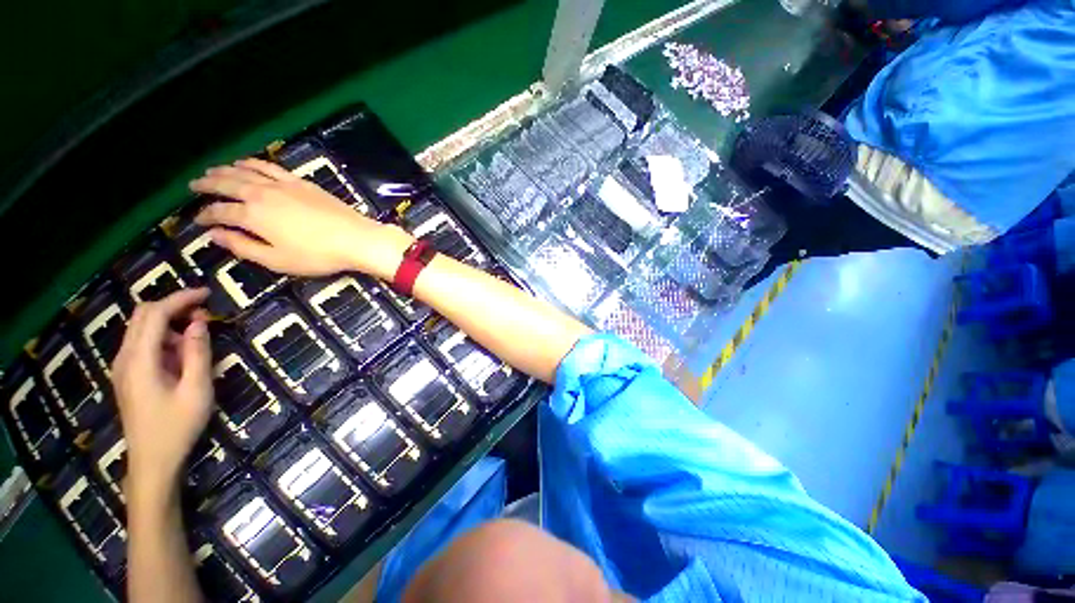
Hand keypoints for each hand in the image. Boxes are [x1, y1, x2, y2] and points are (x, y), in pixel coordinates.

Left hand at [111, 288, 213, 503]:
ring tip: (198, 338)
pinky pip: (143, 344)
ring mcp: (123, 367)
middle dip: (173, 306)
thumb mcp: (196, 390)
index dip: (181, 299)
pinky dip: (163, 338)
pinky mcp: (128, 375)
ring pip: (141, 329)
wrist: (153, 461)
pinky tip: (182, 354)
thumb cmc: (177, 426)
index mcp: (140, 361)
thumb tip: (199, 322)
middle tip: (204, 311)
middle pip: (142, 316)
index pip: (155, 315)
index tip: (208, 294)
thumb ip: (198, 353)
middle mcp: (125, 358)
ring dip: (169, 324)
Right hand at [190, 158, 414, 279]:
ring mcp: (283, 184)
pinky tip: (247, 162)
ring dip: (226, 169)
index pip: (220, 212)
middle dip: (207, 184)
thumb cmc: (317, 255)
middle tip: (193, 185)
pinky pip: (271, 166)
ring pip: (246, 170)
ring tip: (213, 170)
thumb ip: (243, 247)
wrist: (356, 239)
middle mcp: (262, 193)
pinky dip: (254, 162)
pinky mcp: (301, 182)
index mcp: (253, 216)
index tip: (197, 221)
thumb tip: (214, 235)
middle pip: (227, 184)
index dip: (205, 216)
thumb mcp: (277, 260)